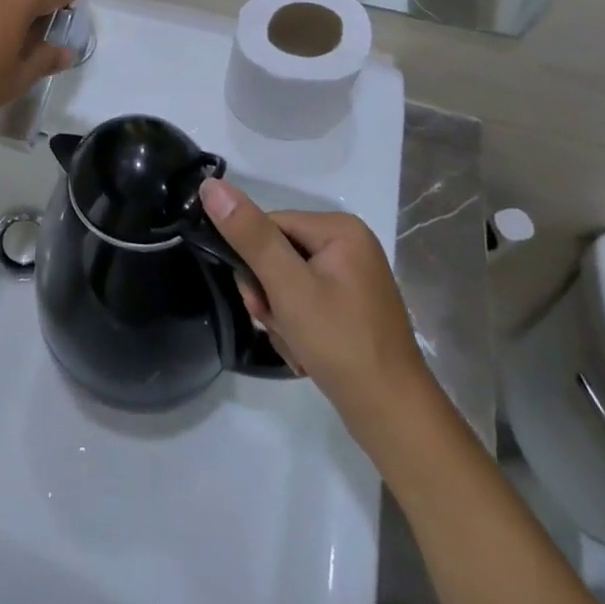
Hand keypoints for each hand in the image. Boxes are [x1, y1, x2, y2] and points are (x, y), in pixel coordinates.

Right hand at [199, 178, 427, 419]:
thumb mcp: (287, 286)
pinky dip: (297, 326)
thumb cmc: (340, 343)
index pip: (270, 225)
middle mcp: (350, 245)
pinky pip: (307, 302)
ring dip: (280, 314)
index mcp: (340, 229)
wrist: (393, 417)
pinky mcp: (352, 307)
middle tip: (275, 325)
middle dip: (268, 294)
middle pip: (278, 254)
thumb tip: (211, 186)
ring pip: (288, 282)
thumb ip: (250, 234)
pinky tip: (304, 352)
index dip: (253, 262)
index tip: (256, 301)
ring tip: (293, 344)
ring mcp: (353, 278)